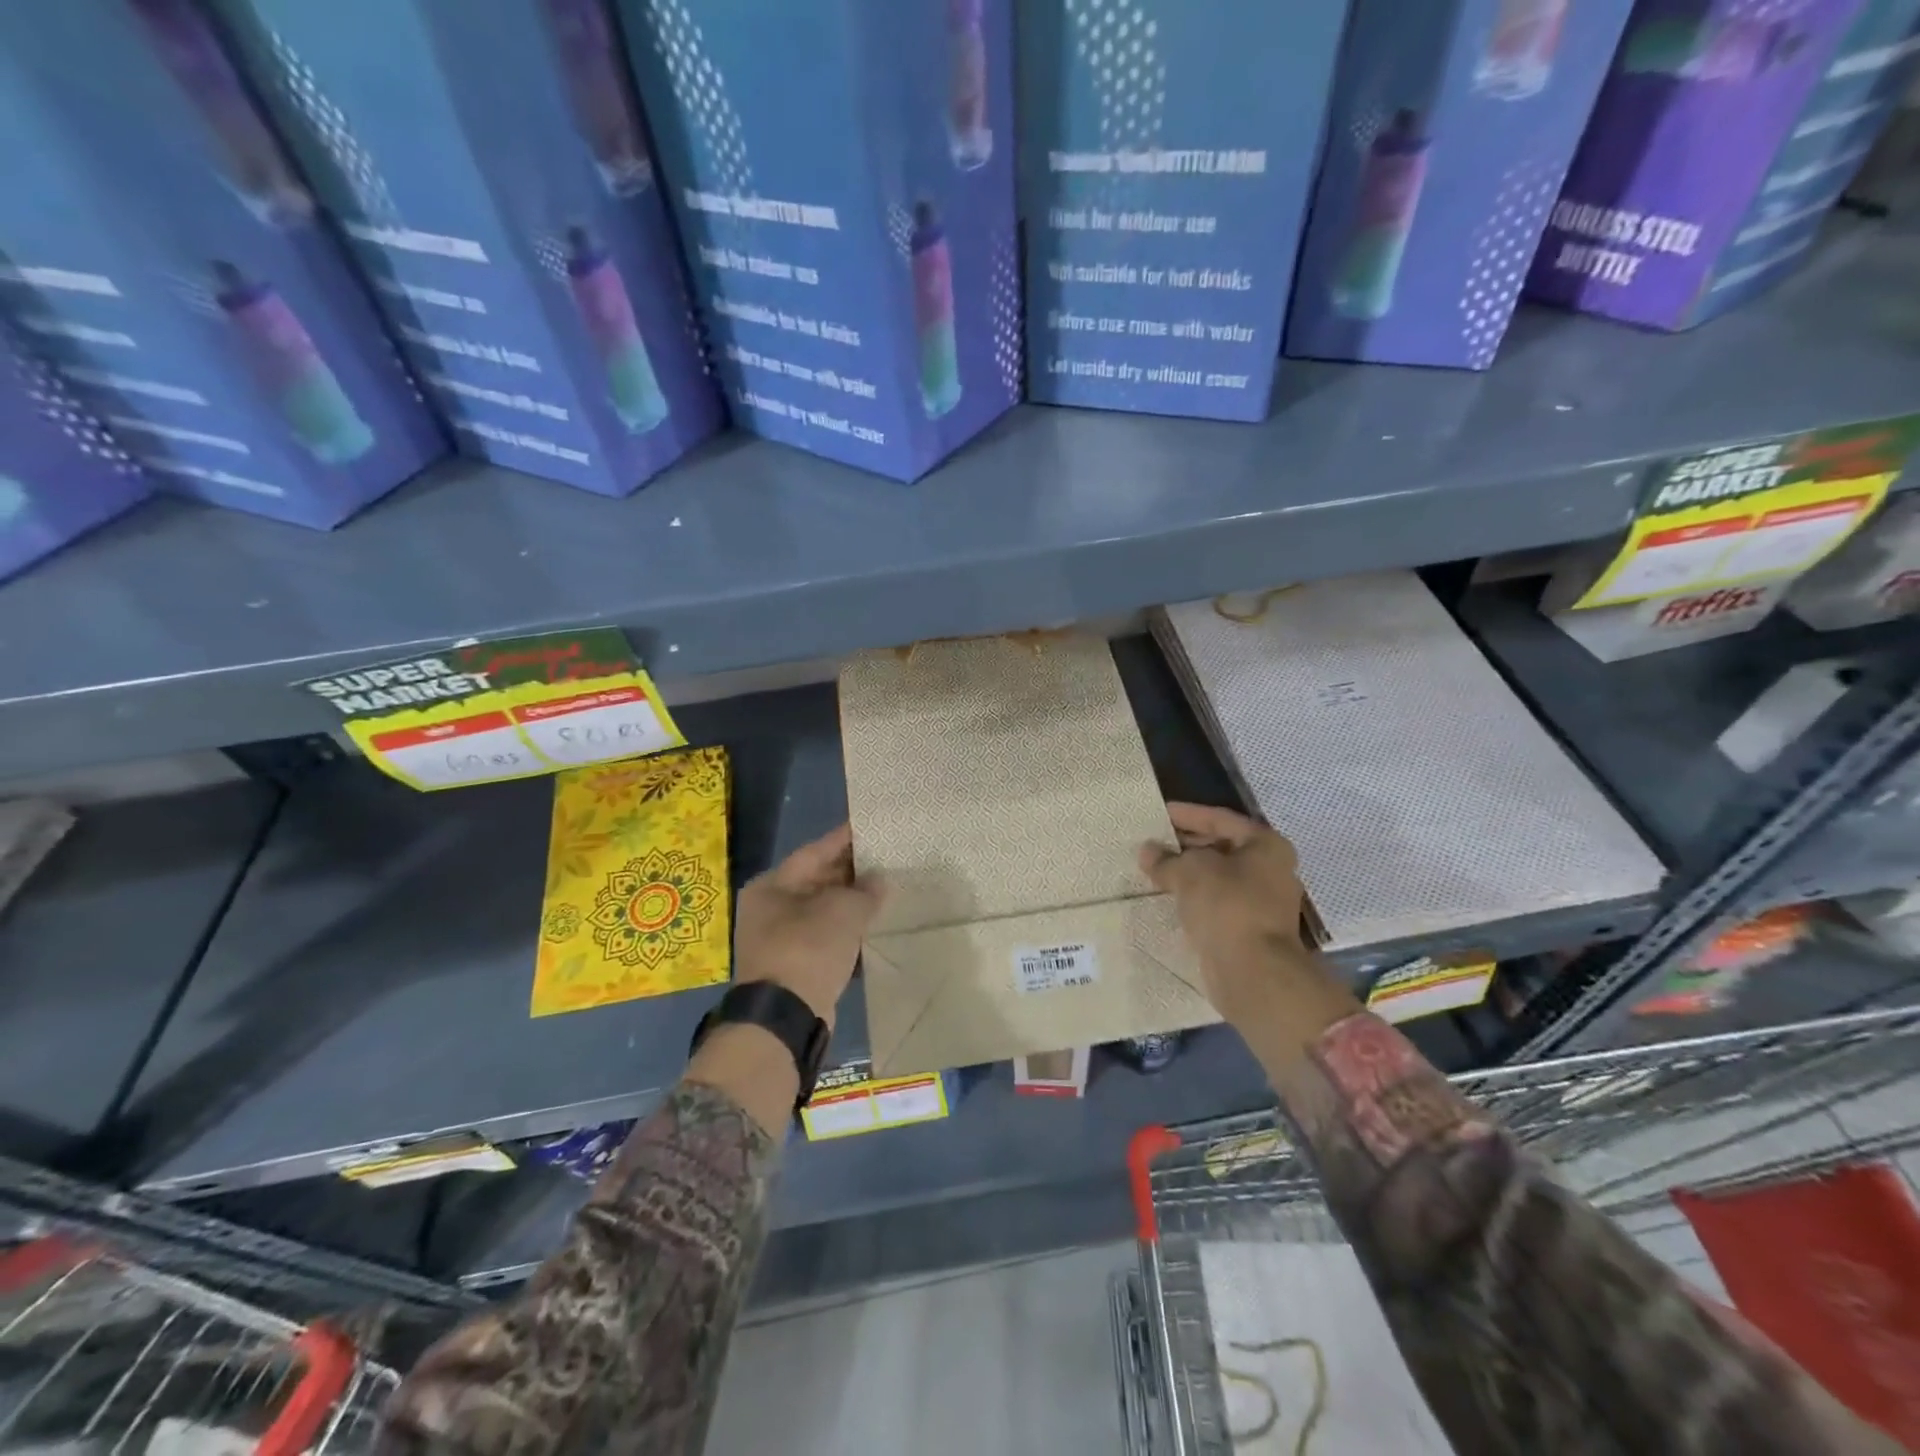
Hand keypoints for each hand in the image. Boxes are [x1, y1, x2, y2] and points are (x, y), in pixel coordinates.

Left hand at [734, 823, 882, 1027]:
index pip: (814, 852)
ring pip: (823, 910)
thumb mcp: (843, 911)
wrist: (784, 1018)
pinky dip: (847, 931)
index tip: (870, 827)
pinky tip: (873, 926)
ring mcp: (779, 939)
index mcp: (772, 885)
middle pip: (817, 880)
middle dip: (851, 872)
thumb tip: (878, 881)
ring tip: (886, 890)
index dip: (844, 839)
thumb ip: (865, 891)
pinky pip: (825, 937)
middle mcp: (770, 908)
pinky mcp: (794, 966)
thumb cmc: (808, 949)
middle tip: (886, 858)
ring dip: (851, 903)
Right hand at [1139, 803, 1317, 1024]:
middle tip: (1152, 842)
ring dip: (1188, 873)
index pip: (1220, 819)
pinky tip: (1168, 897)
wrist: (1253, 972)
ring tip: (1154, 869)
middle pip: (1221, 847)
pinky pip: (1216, 903)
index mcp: (1266, 845)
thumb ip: (1166, 859)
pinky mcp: (1250, 929)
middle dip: (1186, 845)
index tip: (1159, 813)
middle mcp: (1270, 870)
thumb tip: (1148, 851)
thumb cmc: (1227, 906)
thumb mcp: (1189, 872)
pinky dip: (1194, 897)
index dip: (1187, 814)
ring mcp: (1263, 902)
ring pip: (1218, 878)